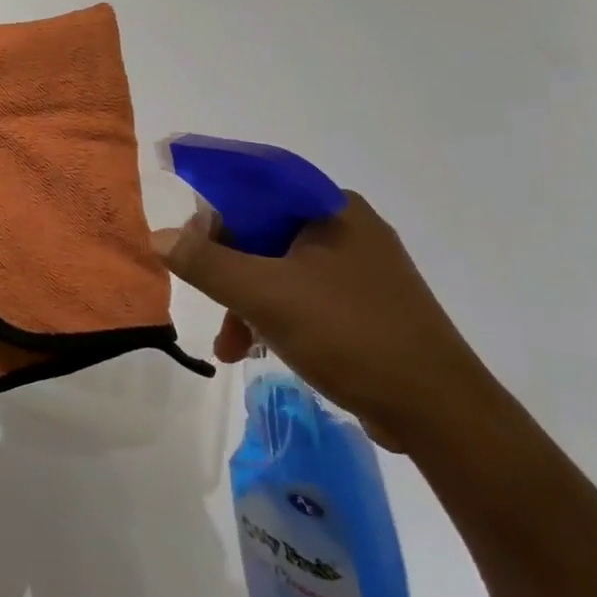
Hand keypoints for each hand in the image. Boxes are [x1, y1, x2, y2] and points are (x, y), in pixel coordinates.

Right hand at [153, 193, 494, 452]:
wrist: (438, 410)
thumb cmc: (349, 334)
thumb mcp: (265, 295)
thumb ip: (206, 263)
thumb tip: (158, 236)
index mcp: (330, 208)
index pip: (255, 186)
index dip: (214, 210)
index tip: (186, 245)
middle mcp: (346, 228)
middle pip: (263, 231)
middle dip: (227, 270)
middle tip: (204, 300)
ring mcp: (360, 268)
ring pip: (279, 267)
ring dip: (245, 302)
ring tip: (228, 348)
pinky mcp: (365, 305)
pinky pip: (302, 294)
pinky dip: (273, 316)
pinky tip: (258, 350)